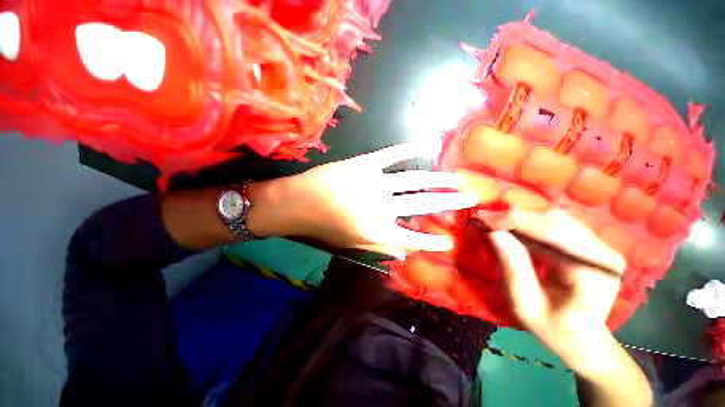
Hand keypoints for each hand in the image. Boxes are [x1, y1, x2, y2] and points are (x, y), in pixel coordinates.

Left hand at [256, 144, 478, 258]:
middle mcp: (380, 206)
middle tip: (471, 198)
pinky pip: (390, 155)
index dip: (432, 242)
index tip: (449, 241)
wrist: (299, 202)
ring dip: (438, 178)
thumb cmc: (324, 226)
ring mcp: (374, 182)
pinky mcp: (365, 164)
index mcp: (376, 230)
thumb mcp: (351, 243)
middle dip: (449, 203)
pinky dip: (408, 150)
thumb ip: (380, 247)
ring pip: (413, 179)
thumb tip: (405, 256)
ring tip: (457, 178)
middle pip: (422, 205)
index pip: (412, 238)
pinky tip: (424, 148)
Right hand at [486, 209, 626, 370]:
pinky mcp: (592, 246)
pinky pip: (559, 226)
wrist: (582, 340)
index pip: (553, 234)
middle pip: (555, 223)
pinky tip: (517, 233)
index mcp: (592, 275)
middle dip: (516, 219)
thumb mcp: (524, 304)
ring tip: (498, 227)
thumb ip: (512, 267)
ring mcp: (601, 248)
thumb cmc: (552, 329)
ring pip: (556, 220)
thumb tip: (493, 232)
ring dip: (523, 221)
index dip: (516, 222)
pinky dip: (532, 225)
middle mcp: (603, 255)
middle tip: (486, 220)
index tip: (484, 217)